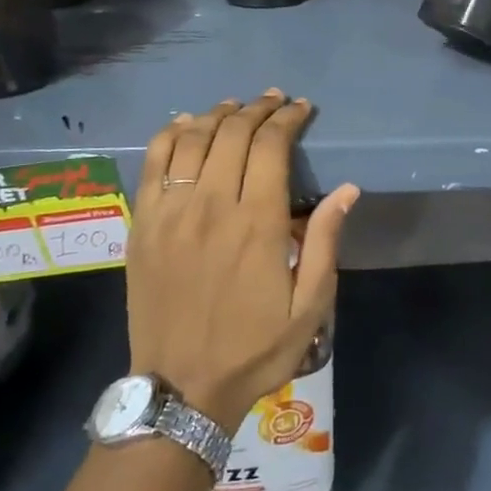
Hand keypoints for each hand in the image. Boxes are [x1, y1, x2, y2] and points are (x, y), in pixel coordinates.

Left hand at [127, 91, 358, 432]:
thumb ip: (324, 243)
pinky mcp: (143, 224)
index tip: (302, 108)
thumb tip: (347, 190)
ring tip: (236, 107)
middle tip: (274, 101)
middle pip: (232, 133)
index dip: (288, 119)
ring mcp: (170, 212)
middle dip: (257, 109)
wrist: (180, 388)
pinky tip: (186, 124)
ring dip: (217, 115)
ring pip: (192, 139)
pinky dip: (170, 134)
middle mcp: (211, 206)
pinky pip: (153, 163)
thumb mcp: (309, 307)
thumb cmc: (254, 349)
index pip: (271, 146)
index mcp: (256, 223)